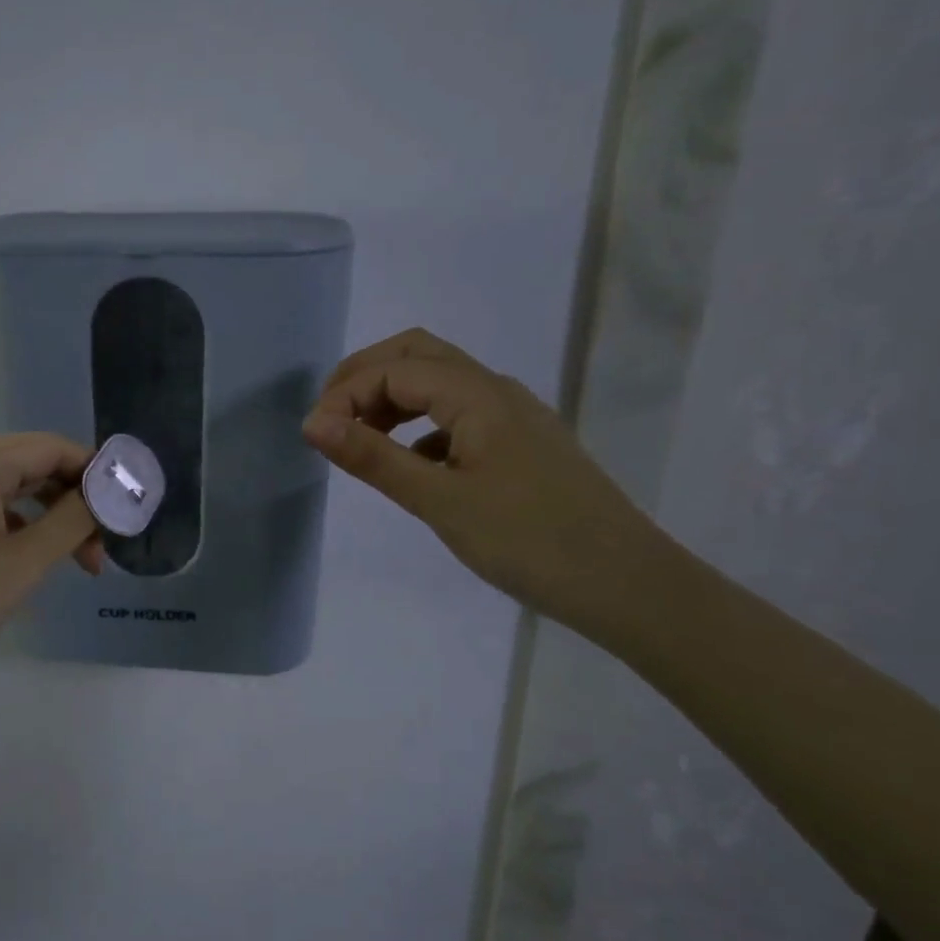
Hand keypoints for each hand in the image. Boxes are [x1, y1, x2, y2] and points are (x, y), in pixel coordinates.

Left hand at [0, 434, 102, 700]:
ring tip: (77, 565)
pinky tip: (31, 566)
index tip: (127, 509)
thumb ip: (72, 520)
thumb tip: (108, 494)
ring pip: (10, 494)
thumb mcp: (22, 563)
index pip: (52, 448)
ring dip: (48, 522)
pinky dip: (17, 532)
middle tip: (104, 549)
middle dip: (73, 503)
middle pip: (31, 468)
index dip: (95, 473)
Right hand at [301, 329, 675, 637]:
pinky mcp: (520, 444)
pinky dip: (420, 426)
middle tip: (329, 416)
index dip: (345, 393)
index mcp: (478, 395)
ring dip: (392, 398)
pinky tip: (410, 464)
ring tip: (360, 439)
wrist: (627, 585)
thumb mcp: (440, 501)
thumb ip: (374, 457)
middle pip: (418, 355)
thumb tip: (313, 423)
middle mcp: (497, 391)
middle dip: (365, 376)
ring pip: (439, 383)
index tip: (314, 436)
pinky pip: (458, 415)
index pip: (394, 369)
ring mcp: (513, 417)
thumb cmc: (530, 541)